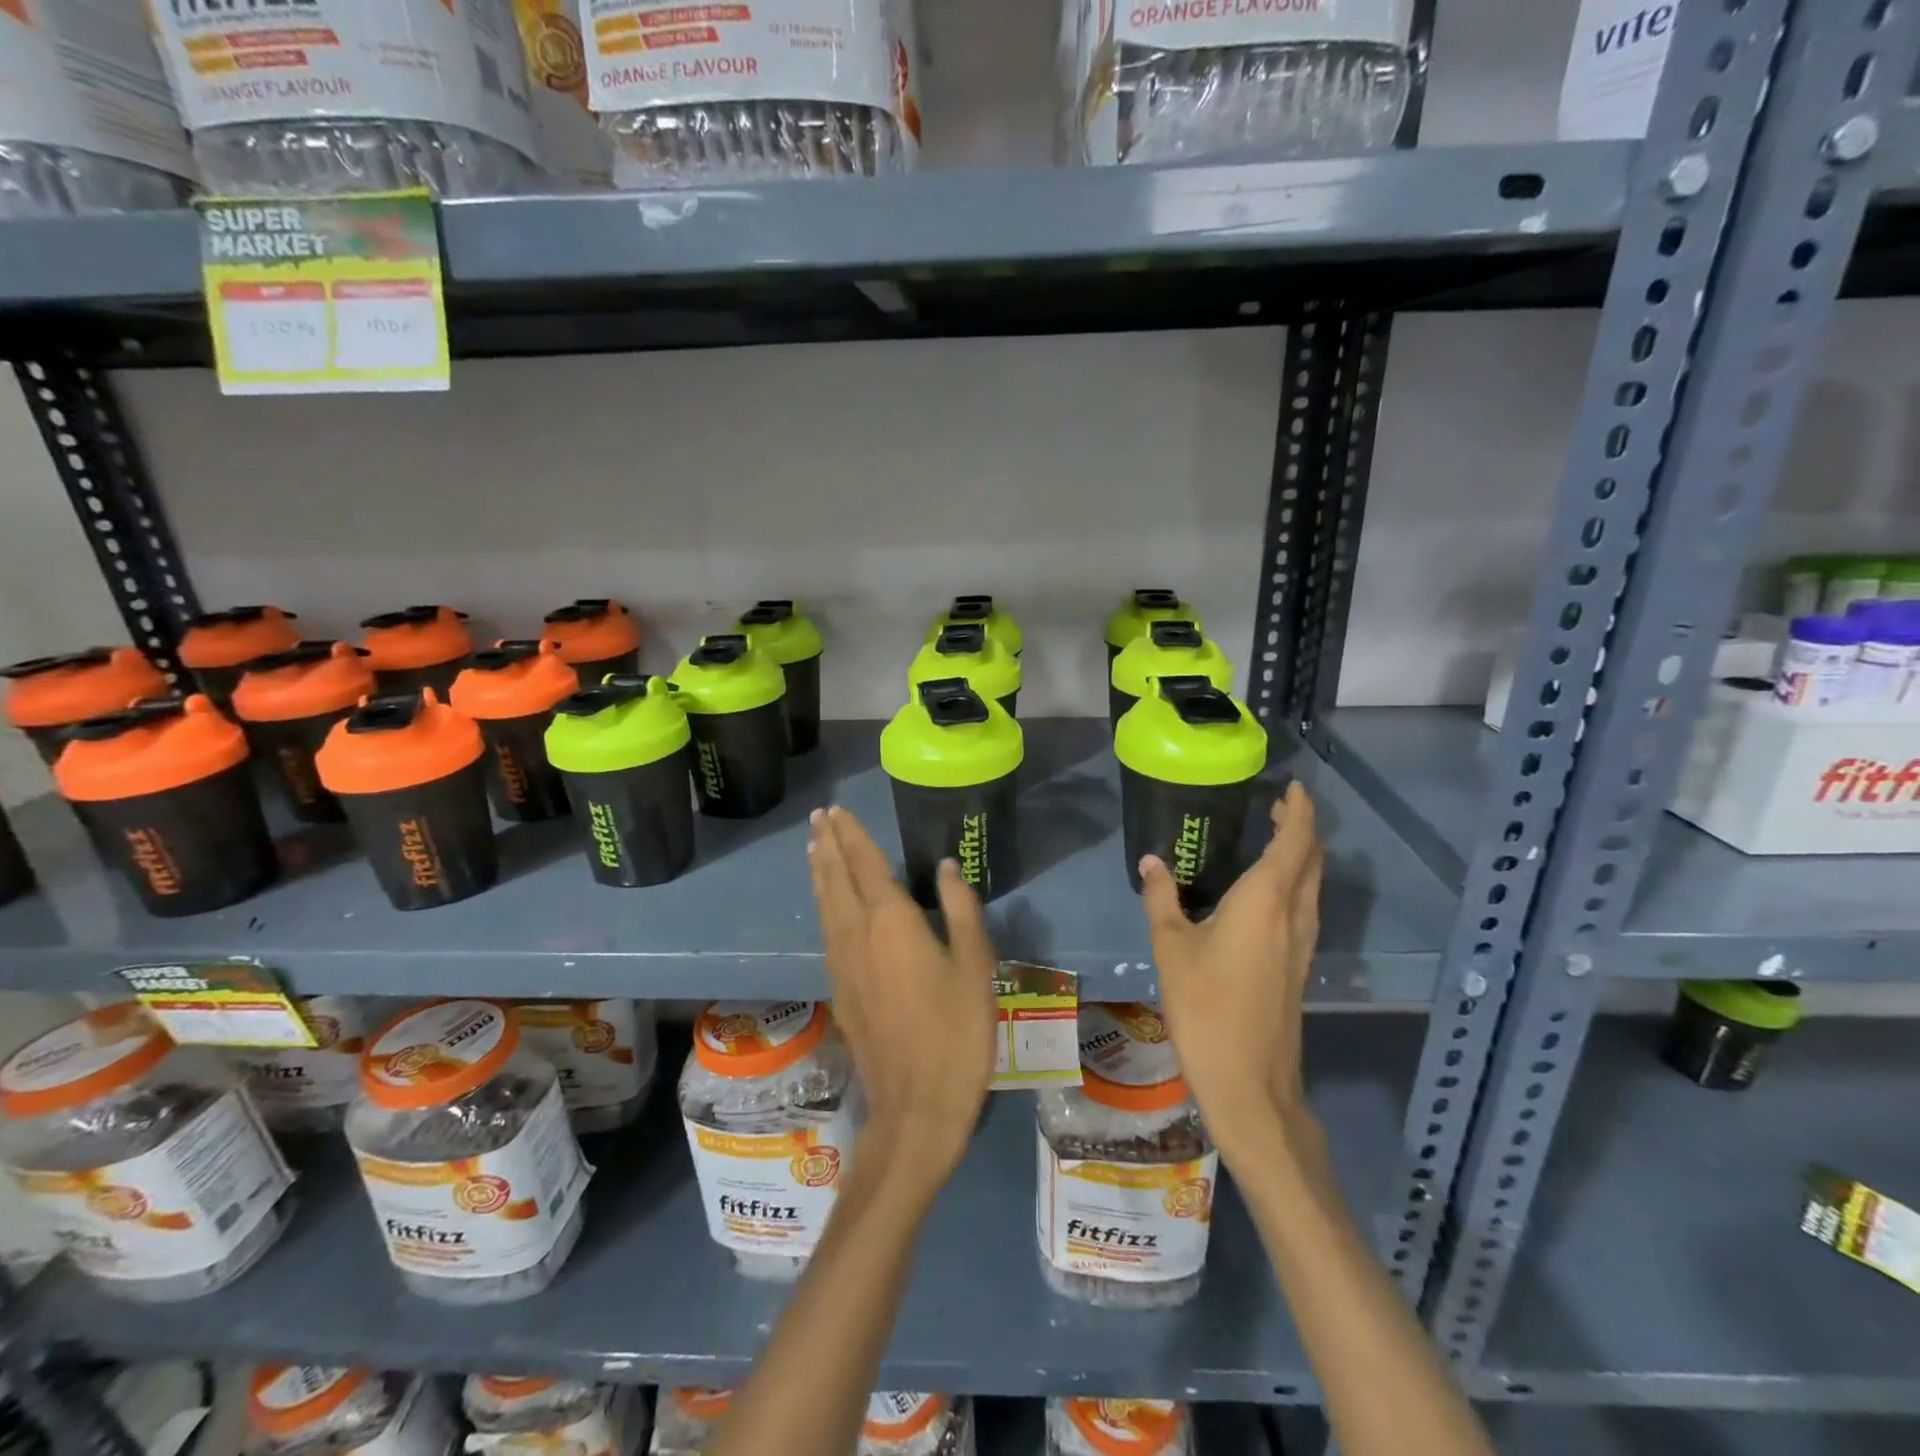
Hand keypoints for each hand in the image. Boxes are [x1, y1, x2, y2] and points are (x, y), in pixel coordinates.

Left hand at [807, 807, 997, 1192]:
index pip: (864, 864)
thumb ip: (960, 910)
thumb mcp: (974, 967)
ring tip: (813, 848)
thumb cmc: (956, 1032)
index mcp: (890, 921)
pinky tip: (826, 904)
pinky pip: (825, 929)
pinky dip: (822, 903)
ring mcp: (841, 963)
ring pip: (824, 904)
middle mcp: (856, 934)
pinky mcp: (838, 989)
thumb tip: (946, 867)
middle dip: (827, 844)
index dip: (851, 835)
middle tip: (818, 818)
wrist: (915, 1106)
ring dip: (819, 871)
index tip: (836, 811)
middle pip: (835, 878)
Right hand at [1139, 781, 1324, 1160]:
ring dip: (1302, 855)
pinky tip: (1270, 892)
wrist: (1249, 1081)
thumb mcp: (1171, 947)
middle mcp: (1294, 914)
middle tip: (1279, 806)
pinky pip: (1306, 907)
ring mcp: (1302, 943)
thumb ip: (1162, 899)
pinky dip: (1297, 883)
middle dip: (1301, 828)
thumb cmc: (1206, 1006)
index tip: (1293, 787)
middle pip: (1311, 860)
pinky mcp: (1299, 965)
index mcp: (1266, 900)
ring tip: (1276, 837)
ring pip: (1313, 885)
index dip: (1300, 811)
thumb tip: (1151, 861)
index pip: (1296, 841)